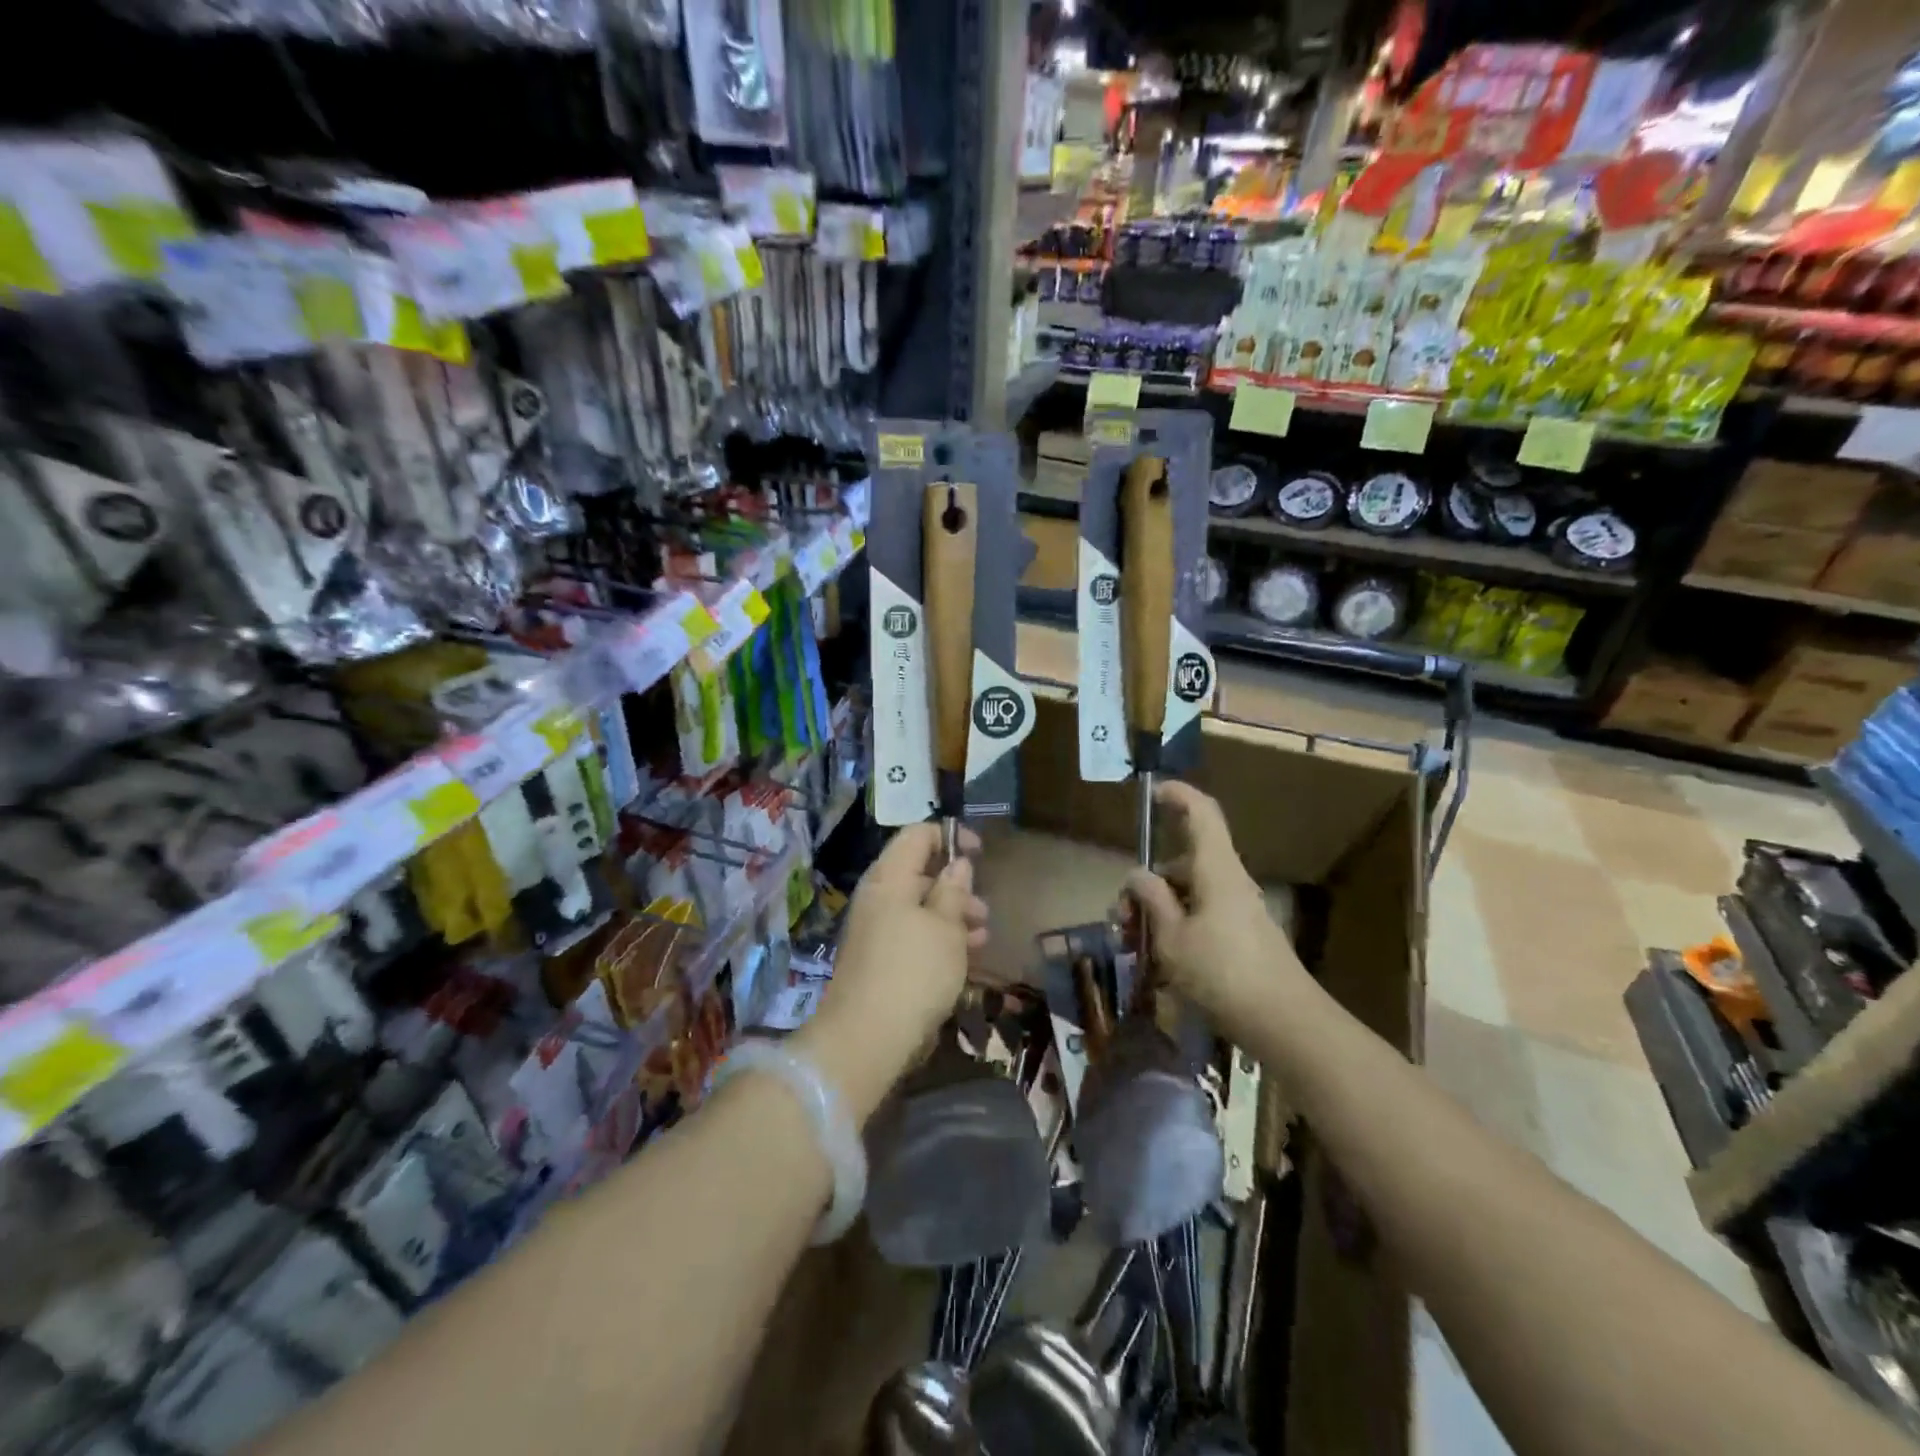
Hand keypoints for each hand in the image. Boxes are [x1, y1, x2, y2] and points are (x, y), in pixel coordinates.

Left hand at [795, 823, 986, 1120]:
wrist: (866, 1038)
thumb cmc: (914, 972)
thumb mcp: (945, 927)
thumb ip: (953, 891)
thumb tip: (957, 864)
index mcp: (890, 878)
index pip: (916, 835)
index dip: (949, 836)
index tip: (979, 852)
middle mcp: (878, 897)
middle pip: (919, 872)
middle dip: (956, 885)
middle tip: (983, 909)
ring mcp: (875, 929)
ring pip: (919, 907)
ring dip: (952, 916)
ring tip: (982, 937)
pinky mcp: (878, 959)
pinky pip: (912, 934)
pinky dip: (938, 938)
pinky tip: (964, 959)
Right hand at [1124, 781, 1301, 1024]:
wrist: (1285, 1023)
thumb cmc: (1223, 973)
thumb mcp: (1172, 938)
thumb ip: (1152, 900)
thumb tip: (1137, 874)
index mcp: (1216, 869)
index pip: (1201, 813)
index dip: (1179, 795)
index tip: (1154, 793)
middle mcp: (1229, 882)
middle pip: (1183, 864)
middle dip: (1147, 885)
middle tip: (1120, 918)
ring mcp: (1237, 910)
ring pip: (1188, 895)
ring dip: (1157, 912)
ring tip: (1133, 946)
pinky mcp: (1241, 937)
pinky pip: (1201, 918)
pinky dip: (1176, 930)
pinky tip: (1157, 965)